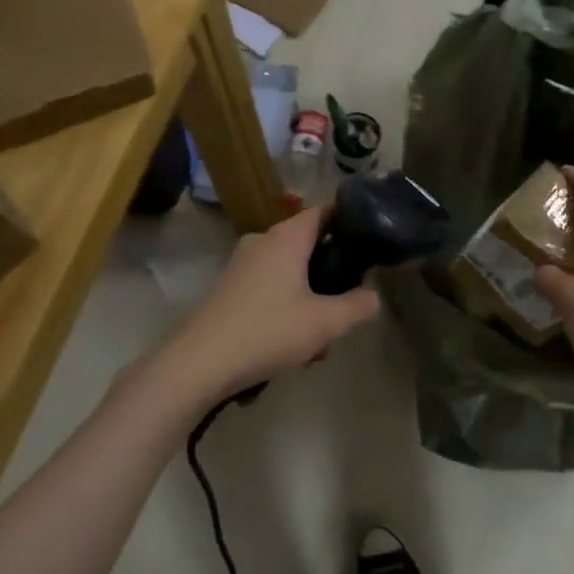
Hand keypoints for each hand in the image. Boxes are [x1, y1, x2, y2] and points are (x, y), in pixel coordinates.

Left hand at [156, 206, 381, 408]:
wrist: (200, 362)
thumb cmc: (268, 331)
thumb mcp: (325, 323)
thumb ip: (357, 306)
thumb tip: (373, 296)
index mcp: (286, 238)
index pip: (323, 212)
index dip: (348, 222)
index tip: (370, 241)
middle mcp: (262, 241)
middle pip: (308, 245)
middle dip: (330, 275)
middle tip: (347, 305)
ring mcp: (242, 265)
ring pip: (289, 273)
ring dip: (309, 301)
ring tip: (319, 343)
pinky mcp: (230, 289)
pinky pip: (270, 289)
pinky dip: (286, 309)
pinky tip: (292, 348)